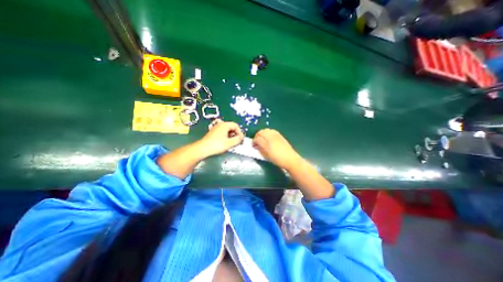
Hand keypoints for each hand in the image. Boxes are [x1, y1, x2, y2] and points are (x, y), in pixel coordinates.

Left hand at [198, 119, 243, 155]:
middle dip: (236, 134)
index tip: (240, 139)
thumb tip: (242, 137)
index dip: (240, 132)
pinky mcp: (213, 132)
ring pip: (227, 130)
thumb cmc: (217, 145)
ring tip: (232, 143)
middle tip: (237, 142)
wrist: (203, 149)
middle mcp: (220, 124)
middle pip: (232, 127)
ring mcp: (216, 128)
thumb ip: (238, 139)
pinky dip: (226, 136)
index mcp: (225, 125)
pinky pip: (223, 132)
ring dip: (231, 136)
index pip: (236, 126)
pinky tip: (226, 143)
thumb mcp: (229, 143)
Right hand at [254, 129, 299, 170]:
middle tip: (257, 143)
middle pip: (262, 131)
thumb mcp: (266, 154)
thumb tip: (256, 144)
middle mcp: (272, 134)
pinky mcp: (281, 136)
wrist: (290, 159)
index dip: (254, 141)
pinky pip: (272, 132)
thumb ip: (260, 146)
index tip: (253, 146)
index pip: (257, 136)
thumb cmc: (277, 157)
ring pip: (267, 131)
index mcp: (267, 138)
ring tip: (262, 142)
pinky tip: (269, 141)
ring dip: (263, 135)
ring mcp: (277, 134)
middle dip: (258, 136)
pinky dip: (268, 135)